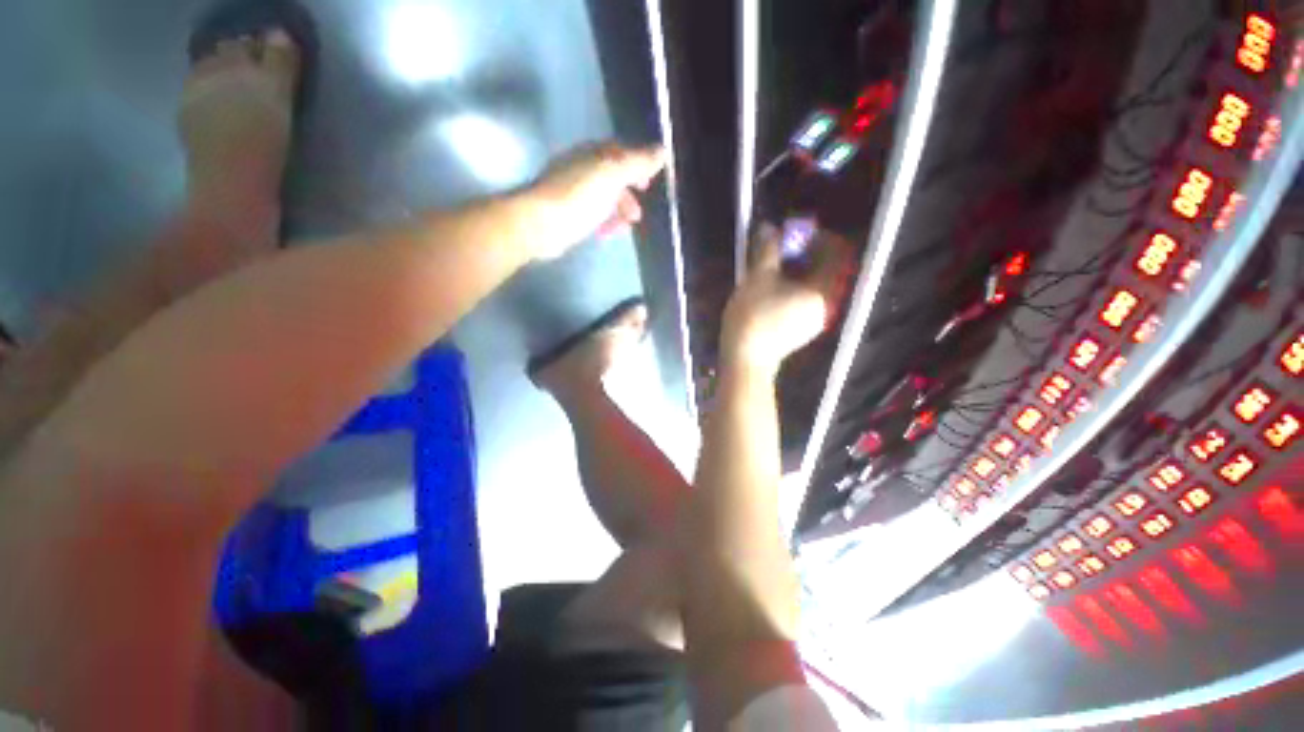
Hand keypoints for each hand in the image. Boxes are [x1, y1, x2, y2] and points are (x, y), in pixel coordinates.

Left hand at [526, 142, 666, 258]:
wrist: (540, 224)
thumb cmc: (579, 197)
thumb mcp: (613, 175)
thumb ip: (637, 163)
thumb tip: (662, 150)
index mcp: (592, 154)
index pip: (619, 151)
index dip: (638, 165)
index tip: (649, 184)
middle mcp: (581, 168)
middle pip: (611, 176)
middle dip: (628, 194)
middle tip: (638, 213)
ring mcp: (572, 192)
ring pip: (602, 198)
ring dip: (617, 211)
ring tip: (626, 227)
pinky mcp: (566, 214)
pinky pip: (591, 214)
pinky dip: (602, 222)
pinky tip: (605, 234)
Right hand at [722, 222, 850, 374]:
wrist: (745, 358)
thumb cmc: (753, 317)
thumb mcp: (758, 278)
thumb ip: (768, 250)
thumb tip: (769, 228)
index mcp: (822, 292)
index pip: (836, 254)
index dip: (818, 238)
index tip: (794, 233)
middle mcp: (826, 305)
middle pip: (825, 269)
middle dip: (804, 253)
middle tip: (780, 247)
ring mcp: (814, 318)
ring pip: (813, 284)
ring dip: (797, 269)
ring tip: (773, 264)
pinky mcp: (801, 328)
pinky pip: (805, 298)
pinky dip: (793, 286)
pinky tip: (773, 285)